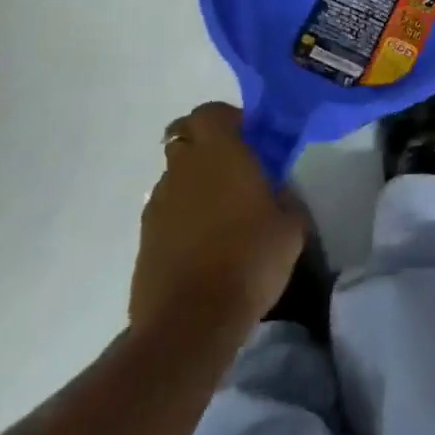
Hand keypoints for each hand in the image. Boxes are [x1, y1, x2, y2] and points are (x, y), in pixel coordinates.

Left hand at [128, 102, 304, 333]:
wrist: (191, 322)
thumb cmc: (250, 259)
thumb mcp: (291, 226)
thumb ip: (286, 198)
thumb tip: (278, 191)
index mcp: (219, 152)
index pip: (210, 112)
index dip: (228, 119)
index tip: (249, 137)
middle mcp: (183, 168)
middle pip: (184, 137)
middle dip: (205, 145)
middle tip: (232, 168)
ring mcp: (158, 203)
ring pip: (173, 175)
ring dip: (192, 182)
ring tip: (218, 212)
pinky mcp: (144, 239)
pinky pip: (165, 212)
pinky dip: (180, 217)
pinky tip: (202, 244)